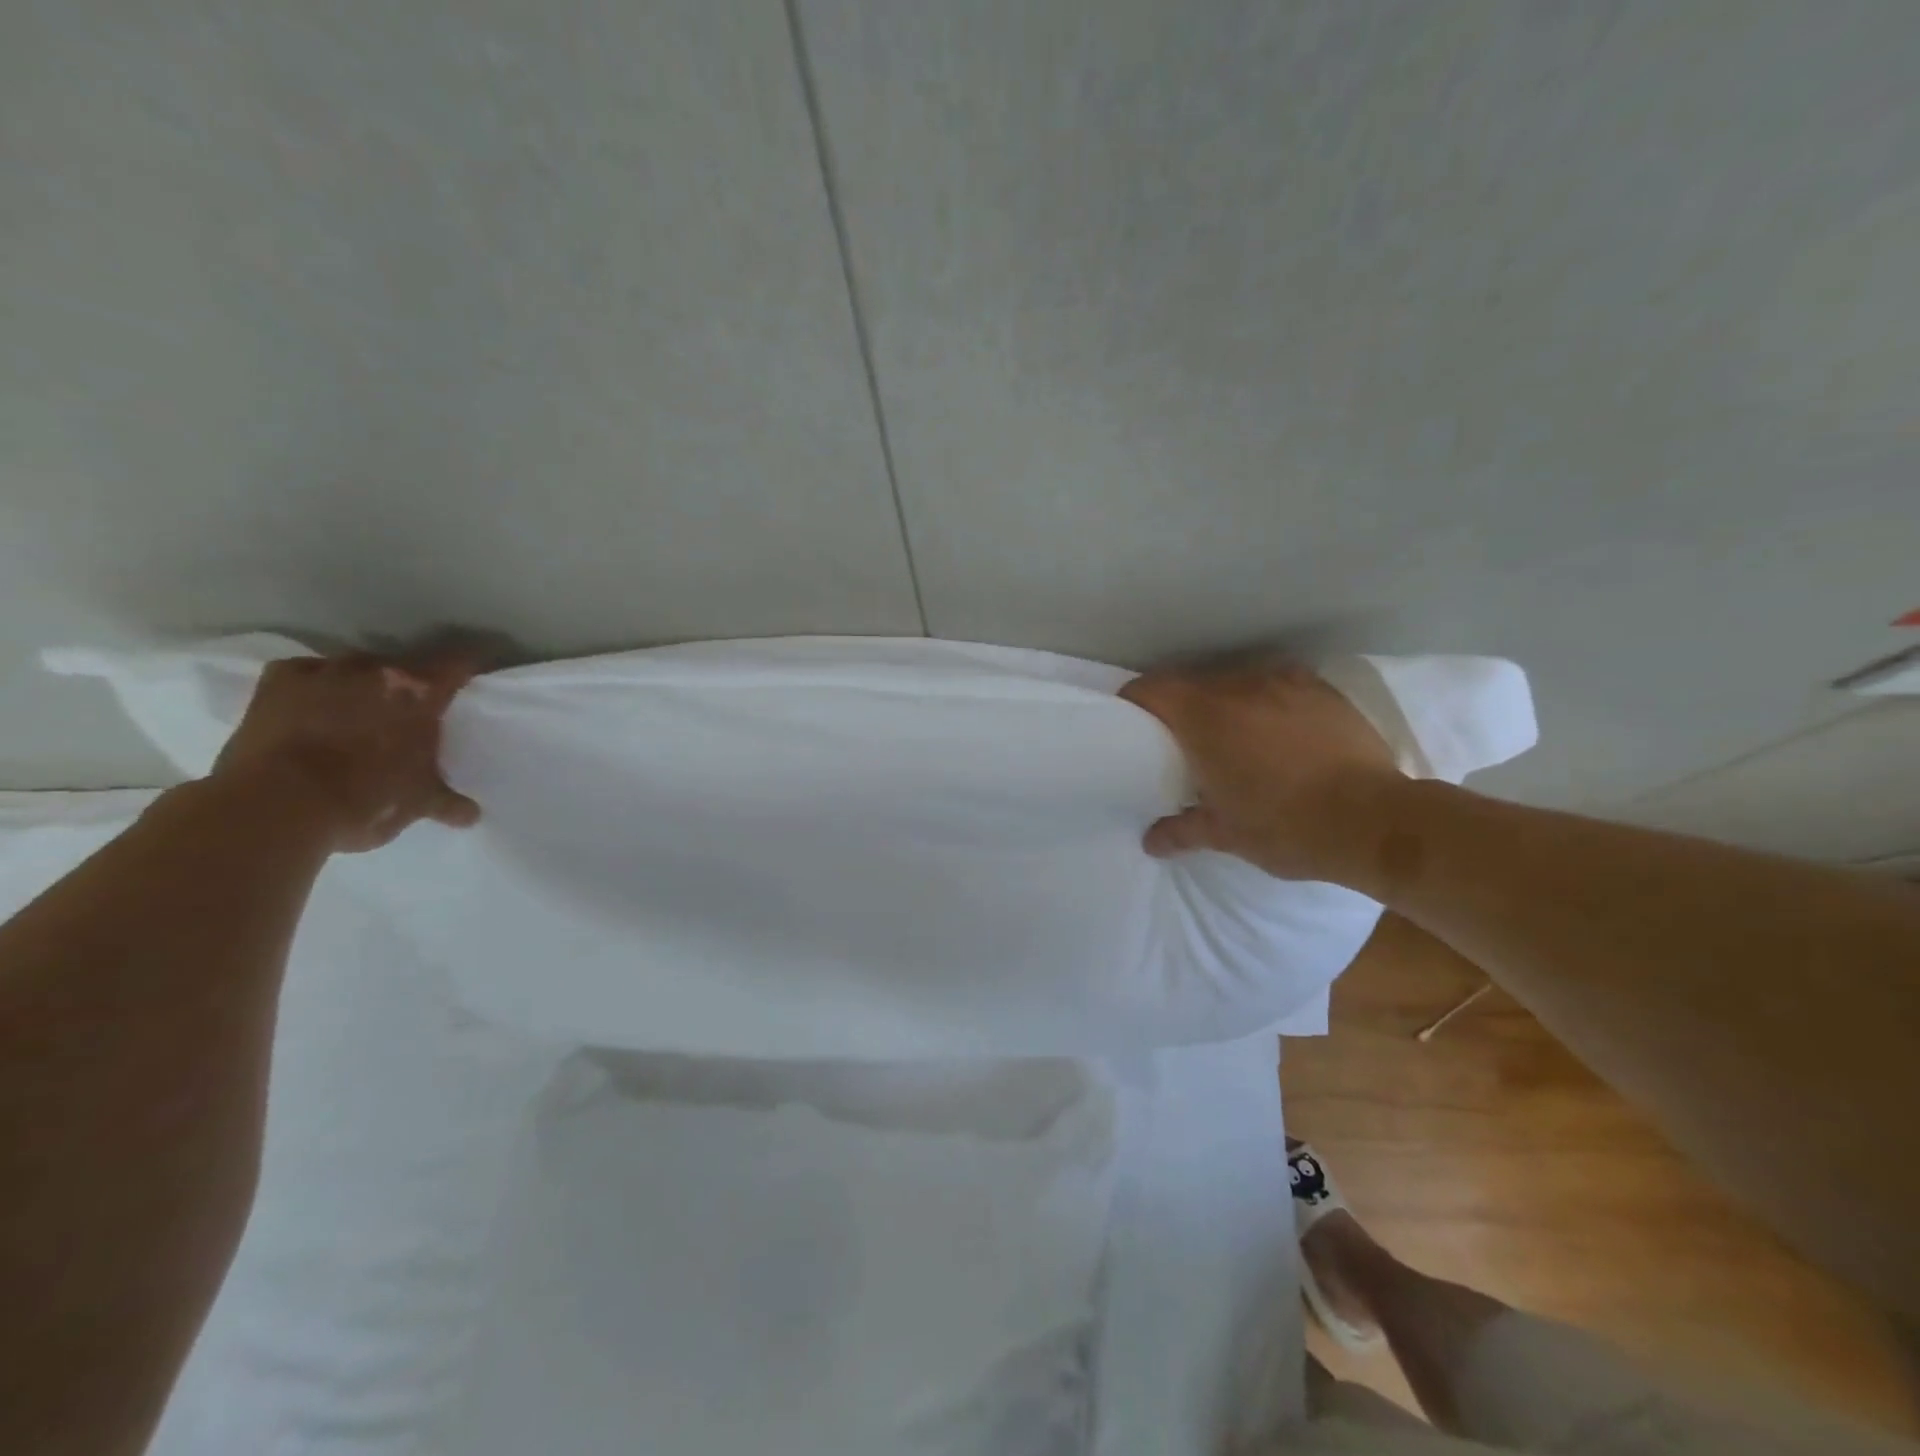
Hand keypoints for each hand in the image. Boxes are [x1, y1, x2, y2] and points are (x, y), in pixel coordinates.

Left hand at [209, 652, 482, 852]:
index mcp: (421, 693)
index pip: (458, 664)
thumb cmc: (366, 799)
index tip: (471, 677)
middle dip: (411, 685)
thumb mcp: (418, 803)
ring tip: (361, 708)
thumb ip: (447, 802)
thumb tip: (471, 815)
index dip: (468, 669)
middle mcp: (377, 671)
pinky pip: (305, 671)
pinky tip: (313, 703)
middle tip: (412, 710)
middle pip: (405, 665)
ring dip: (363, 683)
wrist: (276, 806)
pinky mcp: (277, 683)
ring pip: (356, 667)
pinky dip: (313, 683)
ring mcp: (324, 672)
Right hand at [1119, 659, 1405, 882]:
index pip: (1152, 688)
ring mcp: (1283, 682)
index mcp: (1205, 718)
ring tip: (1234, 737)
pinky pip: (1277, 684)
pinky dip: (1266, 701)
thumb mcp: (1226, 835)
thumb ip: (1181, 831)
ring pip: (1236, 681)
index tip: (1132, 721)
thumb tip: (1150, 842)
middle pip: (1192, 682)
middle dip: (1181, 707)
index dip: (1135, 700)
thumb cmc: (1286, 827)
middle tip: (1182, 741)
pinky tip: (1279, 730)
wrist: (1374, 821)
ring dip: (1225, 703)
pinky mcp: (1320, 688)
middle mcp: (1239, 687)